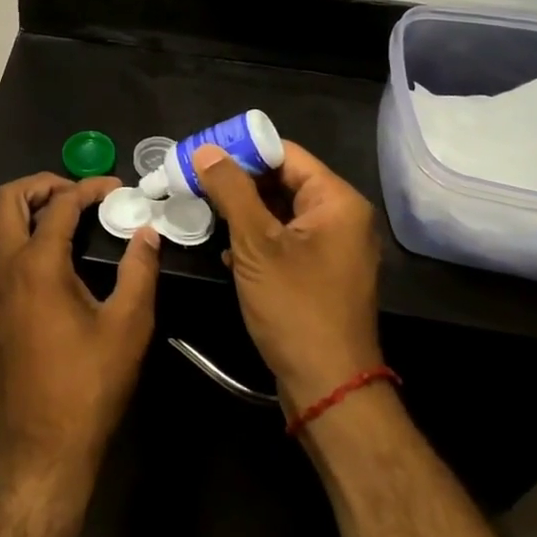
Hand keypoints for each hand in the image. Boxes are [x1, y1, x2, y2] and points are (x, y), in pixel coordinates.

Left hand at [0, 175, 161, 482]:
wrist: (47, 448)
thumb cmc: (91, 384)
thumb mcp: (129, 325)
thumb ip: (139, 271)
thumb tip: (147, 233)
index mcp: (40, 264)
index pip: (61, 205)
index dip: (89, 189)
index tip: (114, 189)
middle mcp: (2, 271)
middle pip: (4, 202)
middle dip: (37, 185)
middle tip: (68, 193)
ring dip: (0, 219)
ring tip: (32, 224)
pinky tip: (0, 286)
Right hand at [188, 142, 382, 414]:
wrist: (327, 386)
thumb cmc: (295, 307)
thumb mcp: (256, 244)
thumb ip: (231, 191)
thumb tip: (206, 149)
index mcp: (337, 202)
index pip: (286, 155)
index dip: (243, 150)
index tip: (202, 153)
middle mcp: (341, 218)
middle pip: (284, 181)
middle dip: (238, 181)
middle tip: (194, 179)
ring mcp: (332, 248)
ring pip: (280, 212)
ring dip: (243, 210)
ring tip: (201, 208)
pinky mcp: (319, 273)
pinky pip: (284, 240)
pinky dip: (255, 238)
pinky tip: (224, 248)